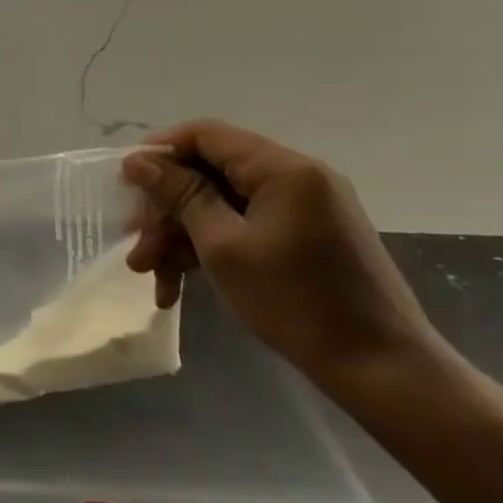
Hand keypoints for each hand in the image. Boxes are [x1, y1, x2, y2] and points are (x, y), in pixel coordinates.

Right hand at [122, 120, 450, 391]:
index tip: (124, 185)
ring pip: (220, 204)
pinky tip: (179, 284)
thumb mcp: (222, 245)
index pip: (206, 135)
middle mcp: (296, 177)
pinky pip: (242, 226)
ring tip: (150, 275)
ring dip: (180, 235)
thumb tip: (137, 159)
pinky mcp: (304, 235)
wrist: (379, 368)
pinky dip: (208, 248)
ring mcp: (303, 208)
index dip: (159, 152)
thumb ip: (179, 195)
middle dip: (166, 208)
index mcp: (283, 169)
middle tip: (134, 244)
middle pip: (209, 173)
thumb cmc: (294, 301)